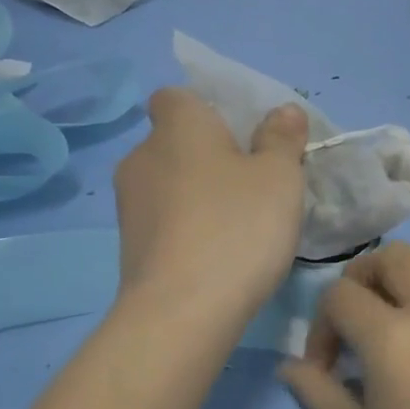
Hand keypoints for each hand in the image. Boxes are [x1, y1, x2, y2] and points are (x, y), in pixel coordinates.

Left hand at [113, 87, 308, 321]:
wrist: (182, 311)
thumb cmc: (237, 227)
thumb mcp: (279, 177)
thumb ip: (282, 138)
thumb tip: (283, 110)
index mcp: (177, 126)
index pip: (176, 97)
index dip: (207, 110)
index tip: (239, 139)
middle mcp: (141, 156)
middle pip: (174, 143)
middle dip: (206, 158)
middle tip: (249, 186)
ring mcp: (128, 205)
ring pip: (167, 186)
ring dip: (195, 196)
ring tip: (235, 228)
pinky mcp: (127, 247)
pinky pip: (162, 223)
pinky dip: (184, 230)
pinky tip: (214, 258)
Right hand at [279, 243, 409, 408]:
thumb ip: (319, 393)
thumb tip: (291, 368)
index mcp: (395, 337)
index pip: (340, 294)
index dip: (321, 326)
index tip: (327, 368)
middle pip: (390, 257)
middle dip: (362, 282)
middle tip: (359, 328)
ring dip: (403, 296)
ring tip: (402, 349)